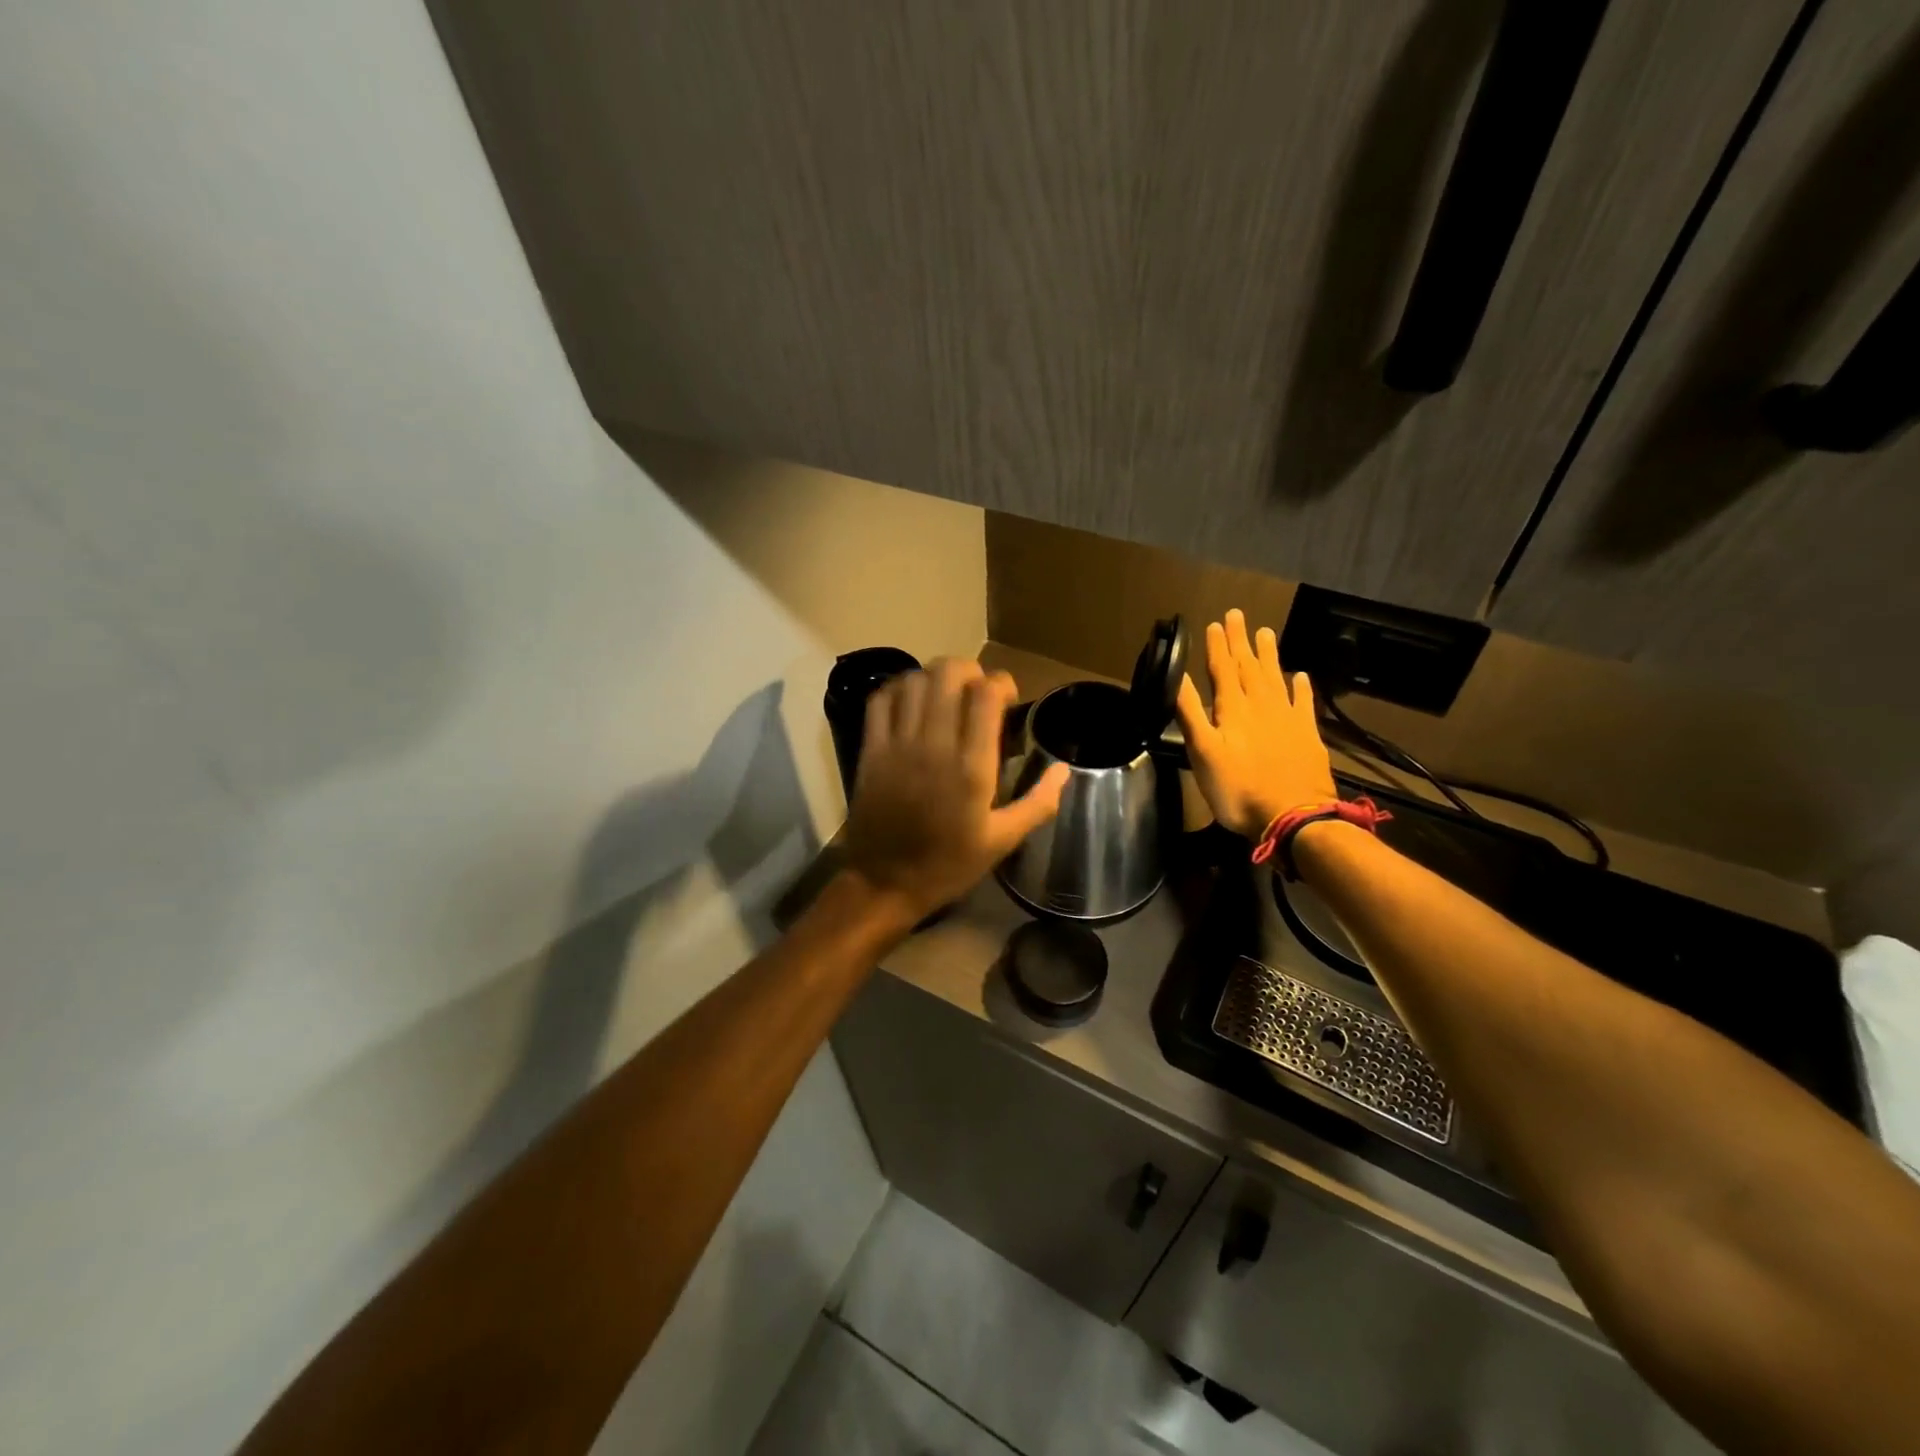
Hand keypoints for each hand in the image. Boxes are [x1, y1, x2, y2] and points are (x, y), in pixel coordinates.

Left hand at [843, 658, 1070, 916]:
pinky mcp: (871, 750)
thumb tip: (1065, 770)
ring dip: (935, 677)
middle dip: (969, 670)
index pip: (986, 695)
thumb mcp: (1002, 841)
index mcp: (972, 768)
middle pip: (948, 674)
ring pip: (915, 680)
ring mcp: (897, 744)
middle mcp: (934, 746)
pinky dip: (899, 688)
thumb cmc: (948, 865)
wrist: (885, 883)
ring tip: (946, 694)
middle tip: (977, 691)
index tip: (1008, 698)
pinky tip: (912, 700)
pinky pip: (881, 699)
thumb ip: (1038, 803)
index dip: (1001, 683)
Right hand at [1176, 608, 1336, 838]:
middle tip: (1237, 615)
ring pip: (1276, 678)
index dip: (1217, 646)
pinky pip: (1303, 703)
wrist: (1294, 816)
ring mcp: (1288, 718)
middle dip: (1240, 641)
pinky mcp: (1307, 735)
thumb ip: (1190, 713)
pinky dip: (1301, 687)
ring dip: (1269, 654)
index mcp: (1233, 709)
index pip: (1223, 669)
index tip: (1214, 623)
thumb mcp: (1203, 753)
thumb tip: (1176, 677)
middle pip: (1249, 666)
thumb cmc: (1238, 789)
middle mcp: (1262, 705)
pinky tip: (1300, 675)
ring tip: (1265, 632)